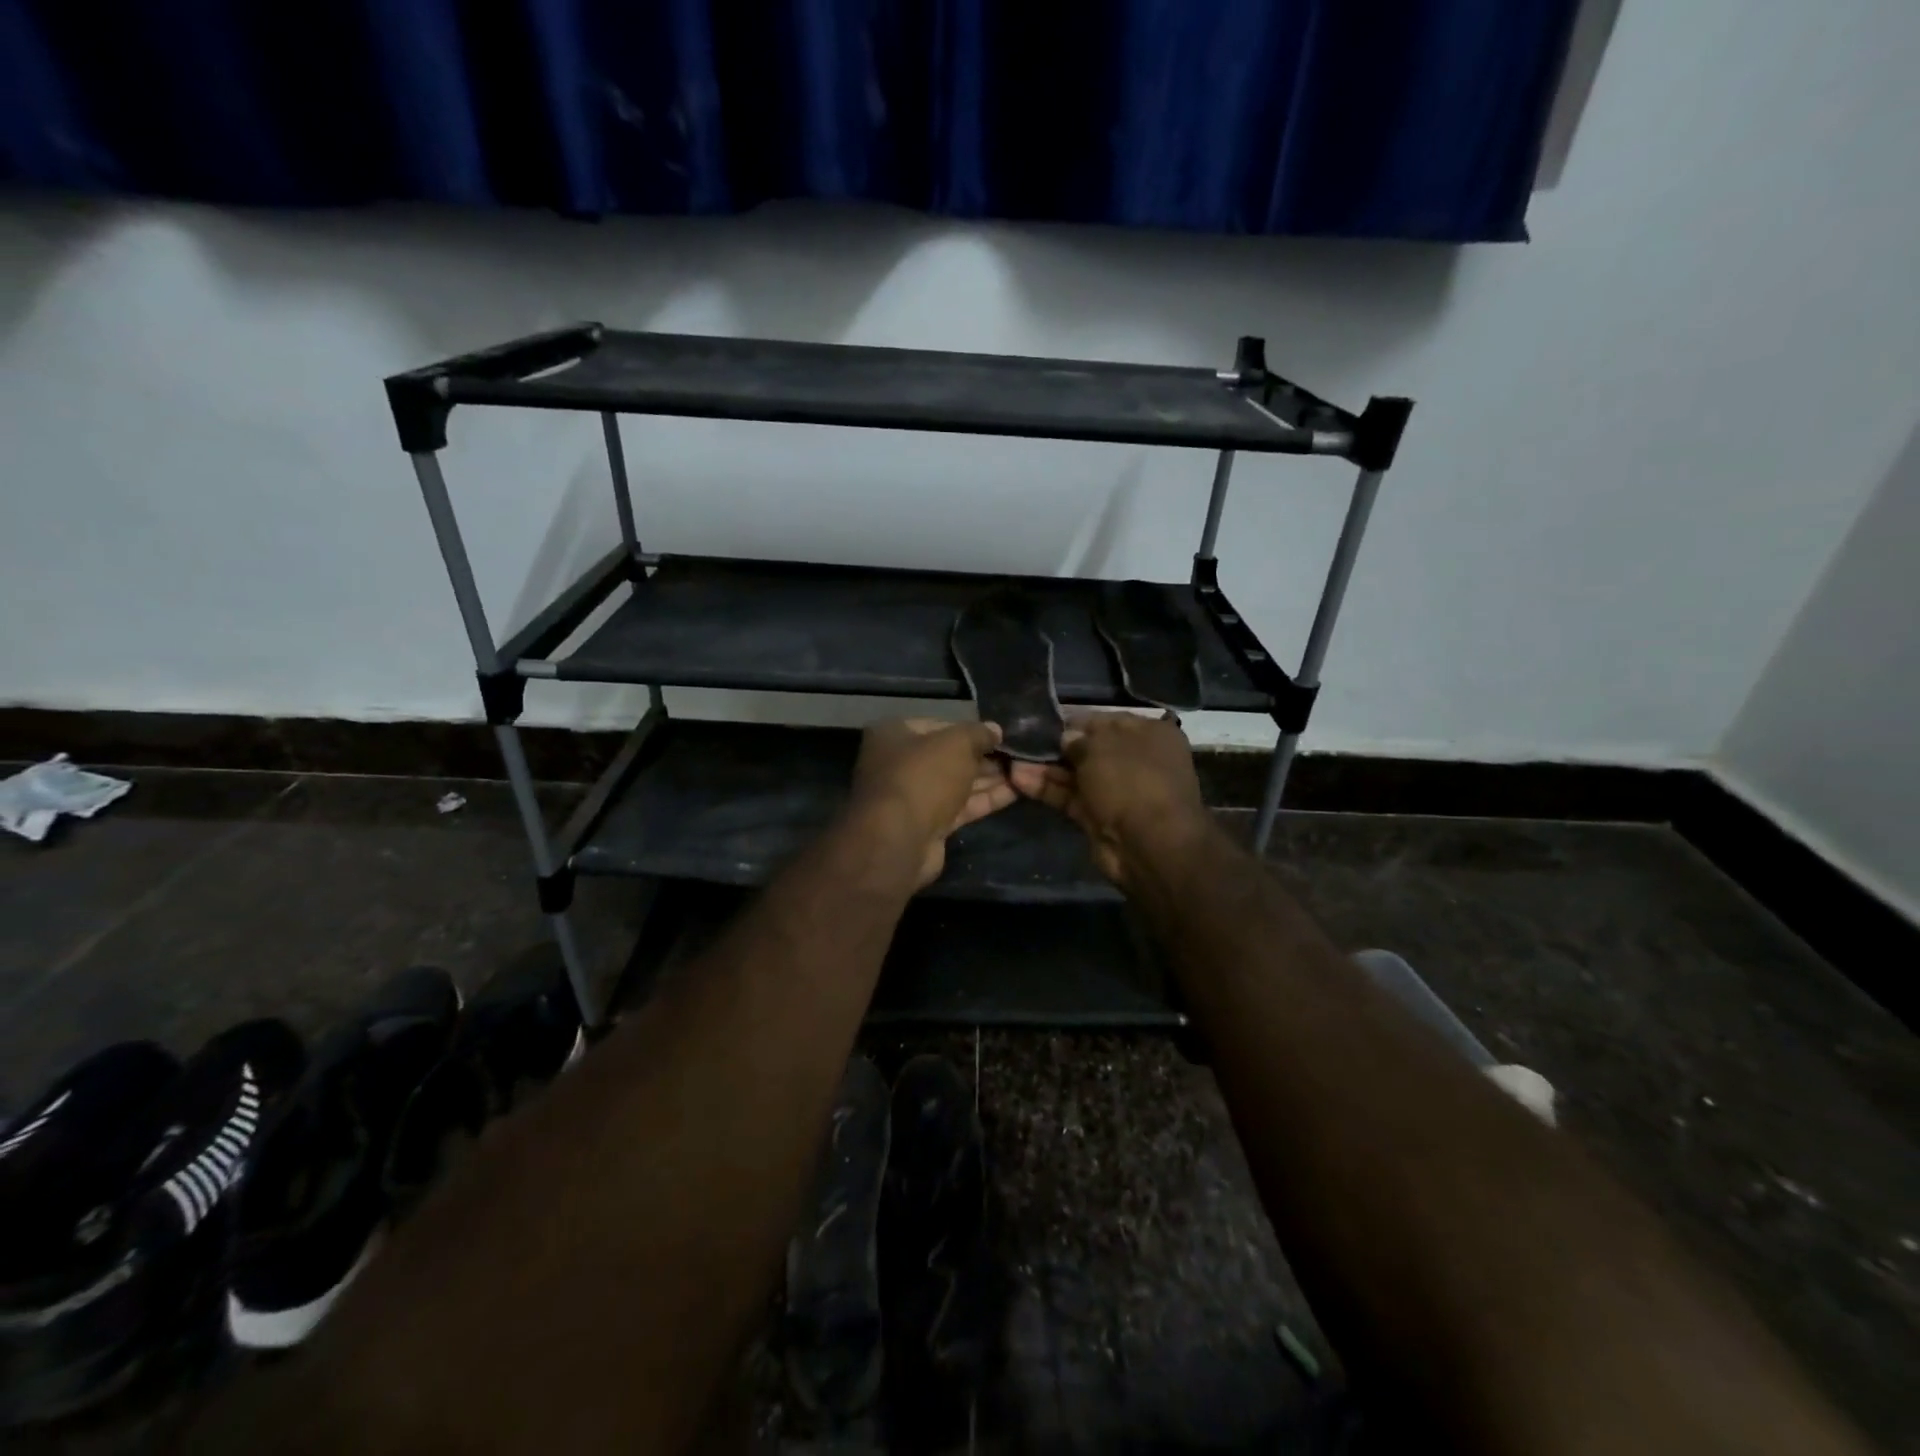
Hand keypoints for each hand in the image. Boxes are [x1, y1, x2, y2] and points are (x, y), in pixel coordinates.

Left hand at [849, 718, 1013, 886]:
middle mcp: (899, 763)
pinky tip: (1015, 793)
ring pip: (957, 783)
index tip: (1000, 735)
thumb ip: (978, 734)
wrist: (899, 839)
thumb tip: (995, 730)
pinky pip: (960, 807)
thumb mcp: (956, 743)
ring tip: (1024, 772)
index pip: (939, 725)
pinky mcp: (928, 825)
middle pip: (949, 756)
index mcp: (894, 734)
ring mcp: (913, 797)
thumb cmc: (923, 777)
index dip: (971, 730)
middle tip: (1018, 756)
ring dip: (989, 778)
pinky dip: (985, 799)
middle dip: (983, 757)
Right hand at [1007, 712, 1210, 886]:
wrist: (1149, 845)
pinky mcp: (1100, 817)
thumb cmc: (1131, 781)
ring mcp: (1118, 791)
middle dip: (1056, 747)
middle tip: (1022, 741)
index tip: (1044, 722)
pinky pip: (1071, 797)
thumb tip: (1066, 739)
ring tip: (1011, 760)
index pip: (1106, 721)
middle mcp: (1136, 760)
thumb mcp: (1101, 747)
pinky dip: (1048, 789)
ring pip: (1077, 774)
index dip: (1074, 721)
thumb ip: (1078, 740)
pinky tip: (1018, 780)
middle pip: (1090, 749)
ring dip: (1046, 768)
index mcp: (1149, 734)